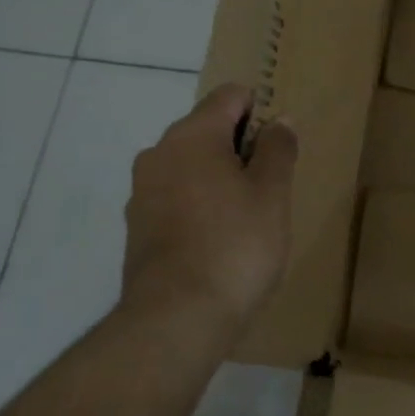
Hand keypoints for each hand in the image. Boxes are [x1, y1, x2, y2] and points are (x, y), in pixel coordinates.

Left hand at [122, 84, 297, 338]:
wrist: (176, 319)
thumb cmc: (235, 245)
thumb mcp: (272, 194)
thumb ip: (278, 148)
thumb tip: (278, 120)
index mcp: (192, 135)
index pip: (230, 96)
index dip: (260, 111)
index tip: (278, 147)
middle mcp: (159, 153)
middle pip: (208, 129)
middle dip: (240, 148)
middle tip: (269, 188)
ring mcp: (142, 191)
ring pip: (190, 166)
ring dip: (219, 178)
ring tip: (246, 219)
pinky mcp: (136, 227)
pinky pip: (175, 198)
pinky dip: (198, 206)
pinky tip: (218, 241)